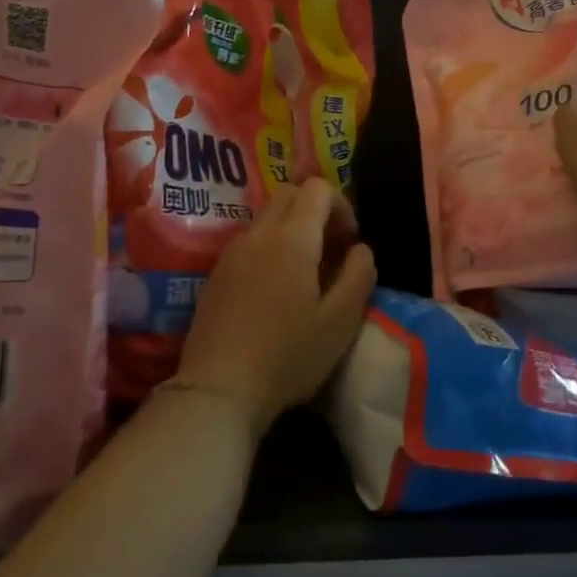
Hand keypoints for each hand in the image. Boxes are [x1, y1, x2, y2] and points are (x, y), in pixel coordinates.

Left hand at [173, 179, 377, 434]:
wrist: (219, 389)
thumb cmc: (288, 355)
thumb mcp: (341, 321)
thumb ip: (359, 275)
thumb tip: (360, 248)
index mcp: (292, 238)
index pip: (317, 188)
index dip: (341, 204)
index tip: (350, 240)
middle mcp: (258, 234)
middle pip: (289, 193)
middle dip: (316, 209)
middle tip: (332, 248)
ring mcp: (232, 252)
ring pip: (267, 217)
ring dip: (292, 228)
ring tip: (307, 272)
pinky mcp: (216, 273)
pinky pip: (249, 241)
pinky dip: (270, 246)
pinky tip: (276, 289)